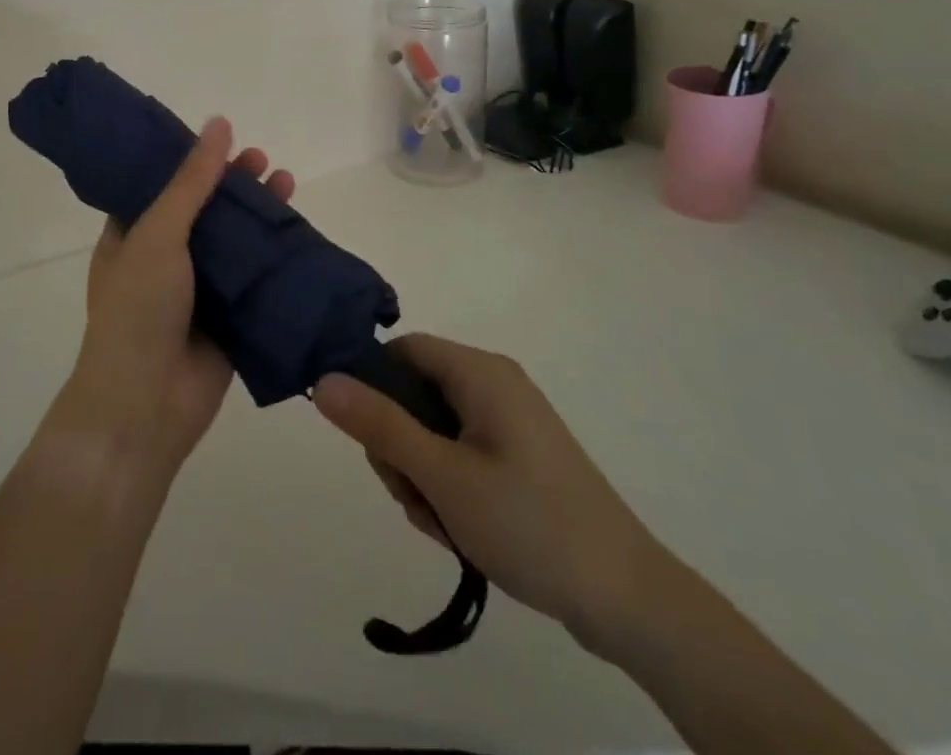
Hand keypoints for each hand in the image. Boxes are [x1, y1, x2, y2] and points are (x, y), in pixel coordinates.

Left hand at [57, 118, 295, 479]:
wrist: (145, 408)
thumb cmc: (138, 311)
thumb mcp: (158, 234)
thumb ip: (191, 182)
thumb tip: (218, 122)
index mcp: (132, 235)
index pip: (163, 184)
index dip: (191, 159)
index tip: (222, 137)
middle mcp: (164, 258)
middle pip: (205, 209)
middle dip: (233, 183)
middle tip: (261, 159)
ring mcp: (198, 289)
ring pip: (235, 240)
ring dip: (259, 213)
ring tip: (287, 181)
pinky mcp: (229, 317)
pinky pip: (256, 277)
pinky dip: (276, 254)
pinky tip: (299, 232)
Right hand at [313, 334, 680, 659]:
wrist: (627, 598)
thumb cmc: (529, 523)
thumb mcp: (442, 476)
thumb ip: (379, 425)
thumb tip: (323, 380)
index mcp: (480, 372)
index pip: (402, 351)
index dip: (371, 384)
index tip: (364, 438)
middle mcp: (495, 385)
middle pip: (415, 394)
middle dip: (400, 446)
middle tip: (412, 495)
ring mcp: (510, 424)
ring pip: (434, 431)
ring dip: (422, 475)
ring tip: (443, 523)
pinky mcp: (520, 458)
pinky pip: (461, 455)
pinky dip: (449, 487)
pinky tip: (461, 531)